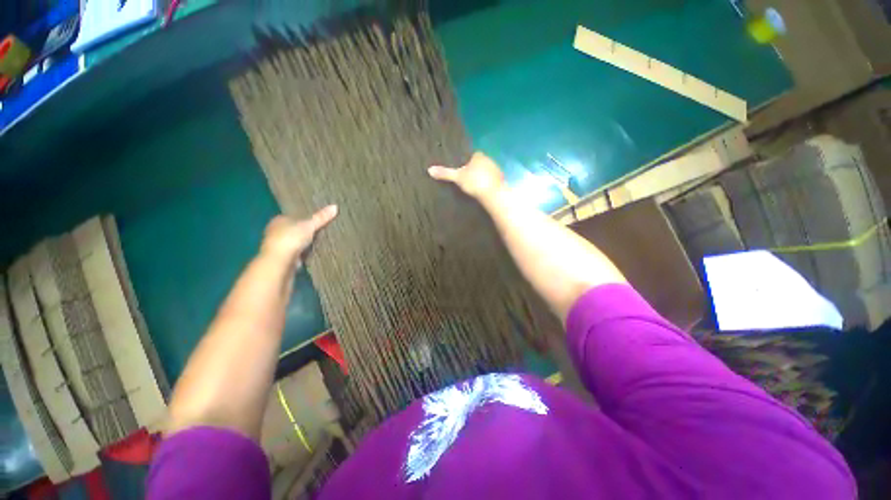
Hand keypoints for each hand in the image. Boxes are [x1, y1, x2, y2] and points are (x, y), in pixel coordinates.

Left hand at [260, 205, 337, 264]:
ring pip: (297, 242)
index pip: (294, 216)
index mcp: (279, 219)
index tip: (319, 221)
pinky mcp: (284, 257)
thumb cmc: (291, 238)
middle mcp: (276, 231)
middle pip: (296, 229)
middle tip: (323, 231)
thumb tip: (335, 206)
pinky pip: (298, 253)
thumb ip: (321, 217)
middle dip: (306, 232)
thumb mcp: (310, 225)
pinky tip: (315, 253)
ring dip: (306, 244)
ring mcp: (279, 245)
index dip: (306, 219)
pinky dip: (305, 253)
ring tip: (322, 242)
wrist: (280, 261)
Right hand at [428, 152, 505, 201]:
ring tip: (475, 185)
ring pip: (487, 170)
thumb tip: (430, 170)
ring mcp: (497, 169)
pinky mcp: (501, 180)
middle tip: (468, 178)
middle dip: (475, 168)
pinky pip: (493, 179)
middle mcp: (489, 159)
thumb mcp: (457, 178)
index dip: (468, 161)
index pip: (473, 155)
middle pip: (480, 162)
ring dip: (483, 176)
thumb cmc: (474, 182)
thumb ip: (445, 173)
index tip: (463, 169)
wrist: (492, 193)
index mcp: (479, 156)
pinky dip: (489, 183)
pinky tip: (484, 189)